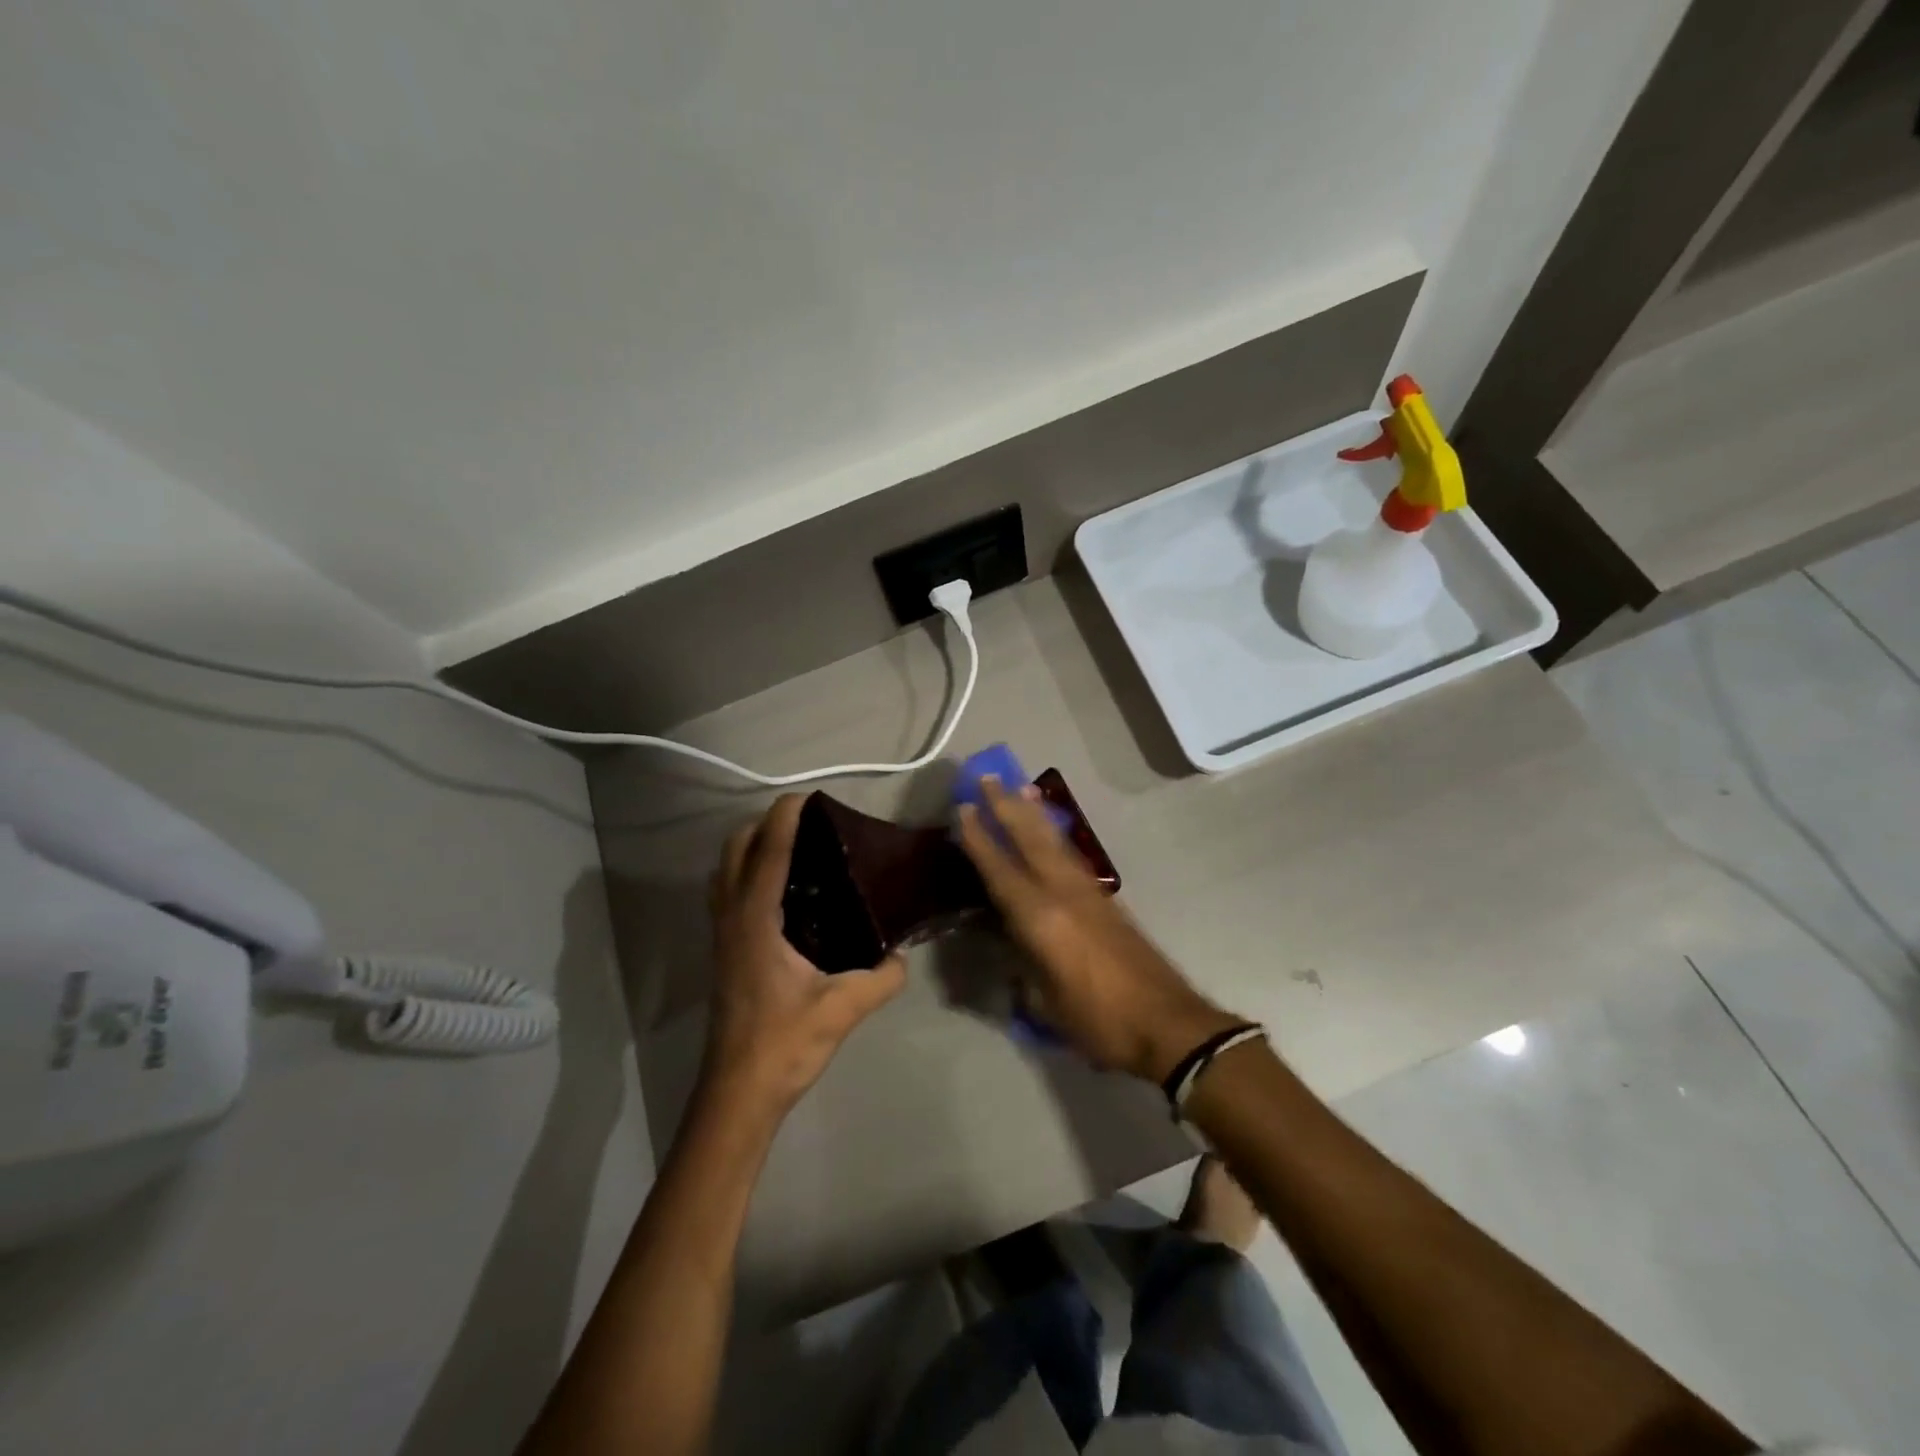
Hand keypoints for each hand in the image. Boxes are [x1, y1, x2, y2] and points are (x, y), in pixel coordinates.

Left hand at [700, 795, 906, 1119]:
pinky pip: (728, 892)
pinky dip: (748, 872)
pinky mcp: (723, 950)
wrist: (737, 1092)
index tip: (809, 795)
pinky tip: (784, 892)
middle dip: (765, 824)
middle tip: (809, 824)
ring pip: (726, 869)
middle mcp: (732, 917)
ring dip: (753, 846)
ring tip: (796, 848)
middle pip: (736, 849)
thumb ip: (881, 978)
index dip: (786, 817)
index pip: (768, 851)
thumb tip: (903, 957)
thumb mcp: (842, 1009)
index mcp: (756, 920)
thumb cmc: (784, 1044)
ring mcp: (722, 933)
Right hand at [956, 779, 1240, 1081]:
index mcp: (1041, 918)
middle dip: (1006, 806)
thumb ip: (1022, 966)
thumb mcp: (1046, 1003)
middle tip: (988, 777)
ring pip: (1054, 841)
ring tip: (1021, 787)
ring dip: (1034, 813)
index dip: (979, 838)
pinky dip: (1054, 835)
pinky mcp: (1106, 899)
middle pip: (1030, 838)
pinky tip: (1049, 831)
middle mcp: (1063, 893)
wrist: (1168, 1023)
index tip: (963, 808)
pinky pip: (1070, 855)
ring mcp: (1088, 892)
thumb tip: (1008, 943)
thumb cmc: (1099, 1021)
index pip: (1000, 869)